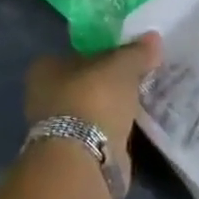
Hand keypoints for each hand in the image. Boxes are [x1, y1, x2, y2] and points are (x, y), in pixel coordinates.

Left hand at [25, 33, 162, 186]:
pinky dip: (115, 129)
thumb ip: (137, 51)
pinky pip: (101, 132)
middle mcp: (45, 96)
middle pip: (85, 82)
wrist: (85, 161)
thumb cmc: (94, 98)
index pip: (77, 53)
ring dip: (112, 107)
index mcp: (46, 68)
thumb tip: (154, 37)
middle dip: (108, 82)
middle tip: (138, 75)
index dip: (101, 52)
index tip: (125, 55)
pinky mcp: (75, 155)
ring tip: (142, 98)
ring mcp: (58, 129)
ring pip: (92, 109)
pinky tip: (135, 123)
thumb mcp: (122, 65)